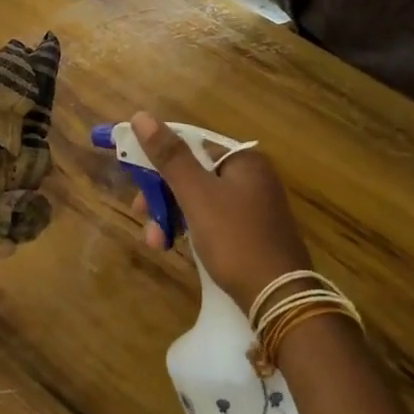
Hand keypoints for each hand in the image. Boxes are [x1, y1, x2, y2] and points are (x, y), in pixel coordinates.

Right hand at [128, 111, 311, 309]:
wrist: (279, 298)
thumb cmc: (235, 239)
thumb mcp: (196, 195)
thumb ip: (170, 156)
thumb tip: (141, 116)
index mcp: (243, 160)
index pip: (190, 145)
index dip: (158, 159)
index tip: (135, 179)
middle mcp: (251, 177)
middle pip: (192, 173)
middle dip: (161, 196)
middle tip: (140, 216)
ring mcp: (253, 206)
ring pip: (198, 200)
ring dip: (170, 216)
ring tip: (156, 242)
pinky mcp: (250, 232)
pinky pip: (210, 219)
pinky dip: (190, 229)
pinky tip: (175, 246)